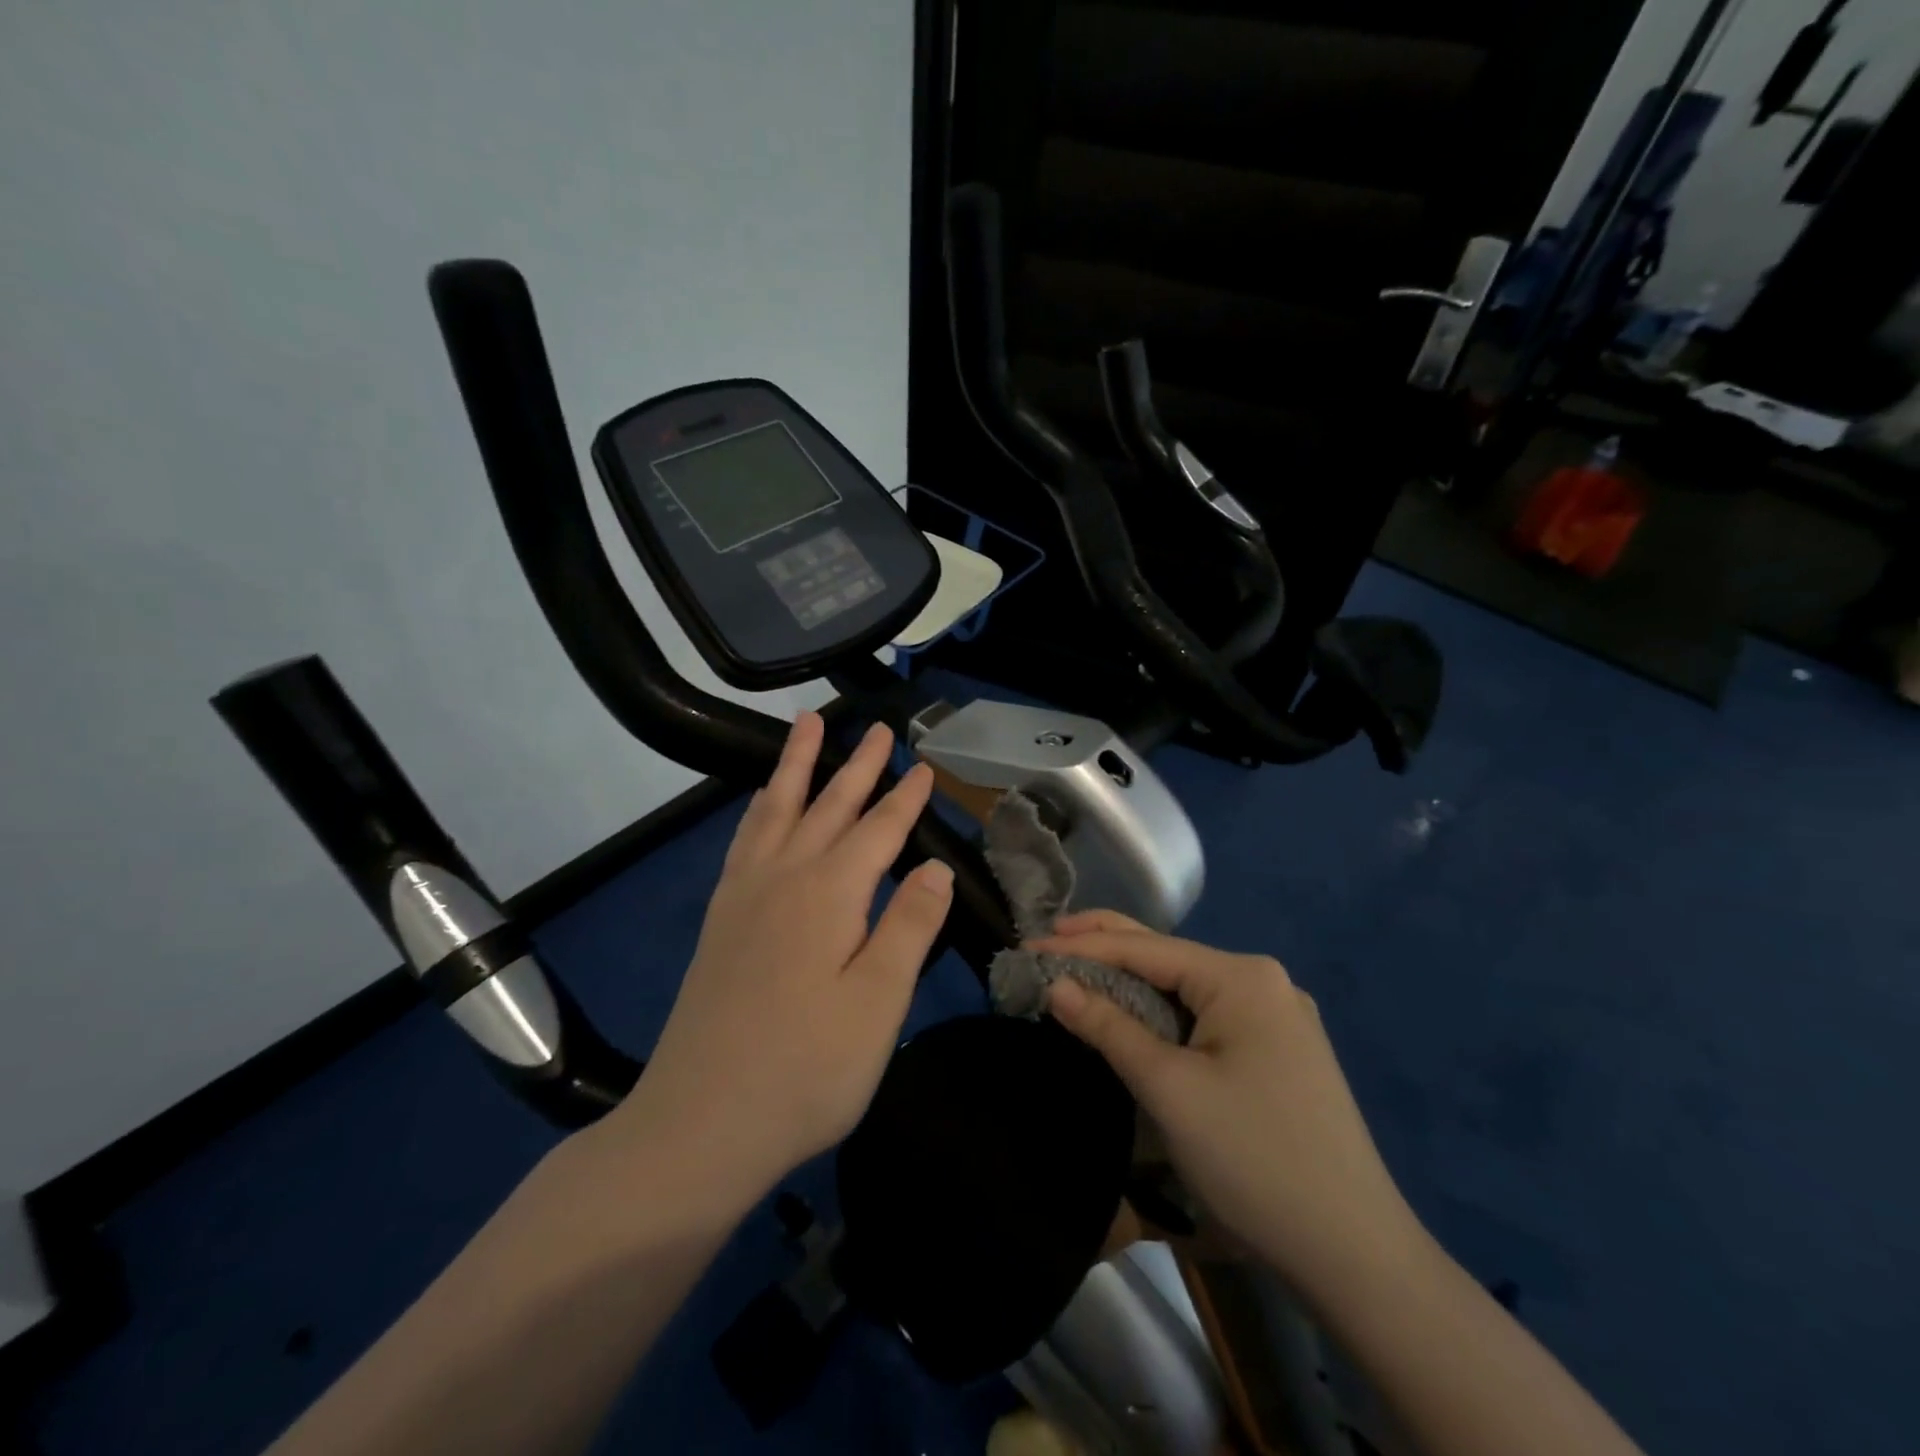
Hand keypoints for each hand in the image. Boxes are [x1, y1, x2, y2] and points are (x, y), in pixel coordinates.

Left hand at [611, 712, 952, 1200]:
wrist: (700, 1125)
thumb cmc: (805, 1070)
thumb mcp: (878, 1005)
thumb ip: (908, 927)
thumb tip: (935, 868)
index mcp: (830, 895)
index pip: (879, 830)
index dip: (905, 799)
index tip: (925, 766)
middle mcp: (784, 879)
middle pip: (828, 806)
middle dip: (857, 764)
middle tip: (876, 727)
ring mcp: (744, 897)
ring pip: (776, 809)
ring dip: (796, 766)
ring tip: (806, 726)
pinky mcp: (720, 920)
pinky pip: (743, 841)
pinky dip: (759, 809)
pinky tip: (762, 805)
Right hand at [1038, 911, 1422, 1299]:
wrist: (1357, 1256)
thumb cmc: (1254, 1159)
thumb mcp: (1169, 1089)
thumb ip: (1108, 1026)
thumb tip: (1055, 984)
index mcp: (1242, 977)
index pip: (1145, 948)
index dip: (1081, 946)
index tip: (1027, 945)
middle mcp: (1263, 982)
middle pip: (1168, 956)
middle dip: (1105, 946)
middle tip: (1046, 941)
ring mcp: (1276, 1017)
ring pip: (1185, 988)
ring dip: (1131, 982)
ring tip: (1077, 971)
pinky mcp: (1278, 1052)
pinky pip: (1205, 1016)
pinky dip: (1161, 1012)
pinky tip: (1133, 1012)